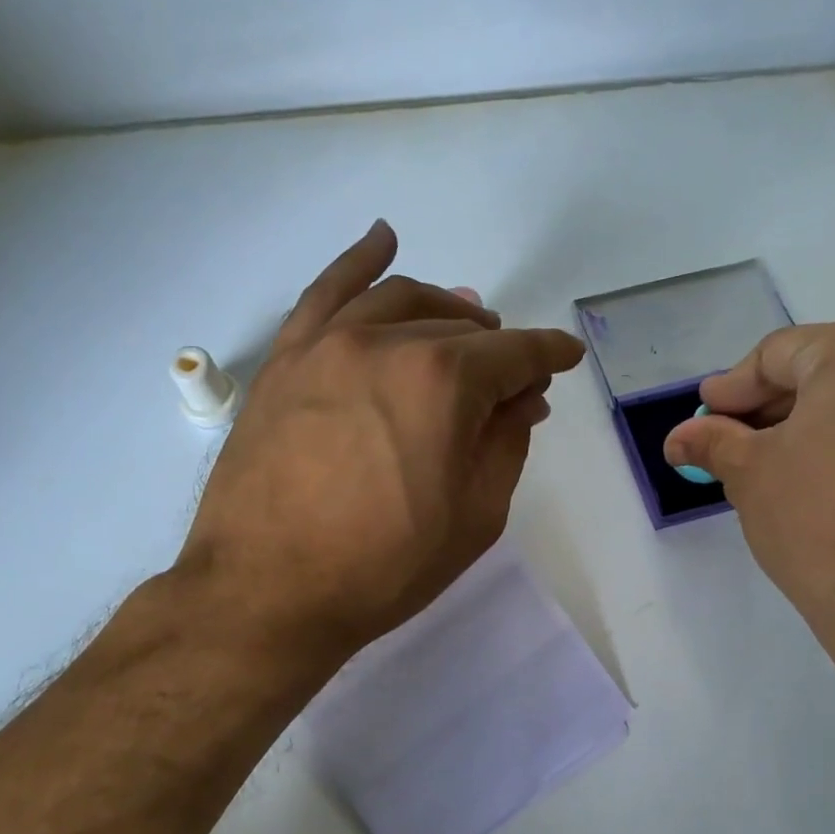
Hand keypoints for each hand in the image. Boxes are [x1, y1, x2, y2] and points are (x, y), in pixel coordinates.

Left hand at [177, 221, 583, 664]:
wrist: (268, 592)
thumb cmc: (384, 568)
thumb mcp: (474, 518)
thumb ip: (507, 445)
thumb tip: (522, 399)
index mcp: (444, 382)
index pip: (514, 353)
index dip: (548, 356)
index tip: (565, 360)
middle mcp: (387, 342)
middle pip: (459, 327)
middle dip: (496, 349)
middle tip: (510, 379)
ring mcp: (327, 344)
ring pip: (399, 300)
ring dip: (444, 308)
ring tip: (463, 324)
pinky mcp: (285, 360)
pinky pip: (324, 292)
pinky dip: (358, 261)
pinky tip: (382, 241)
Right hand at [663, 318, 834, 687]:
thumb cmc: (820, 522)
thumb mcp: (750, 476)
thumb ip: (713, 443)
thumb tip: (679, 437)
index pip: (778, 354)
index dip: (732, 388)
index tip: (703, 415)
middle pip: (825, 371)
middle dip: (771, 408)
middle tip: (730, 441)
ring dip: (811, 427)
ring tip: (770, 466)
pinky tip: (822, 483)